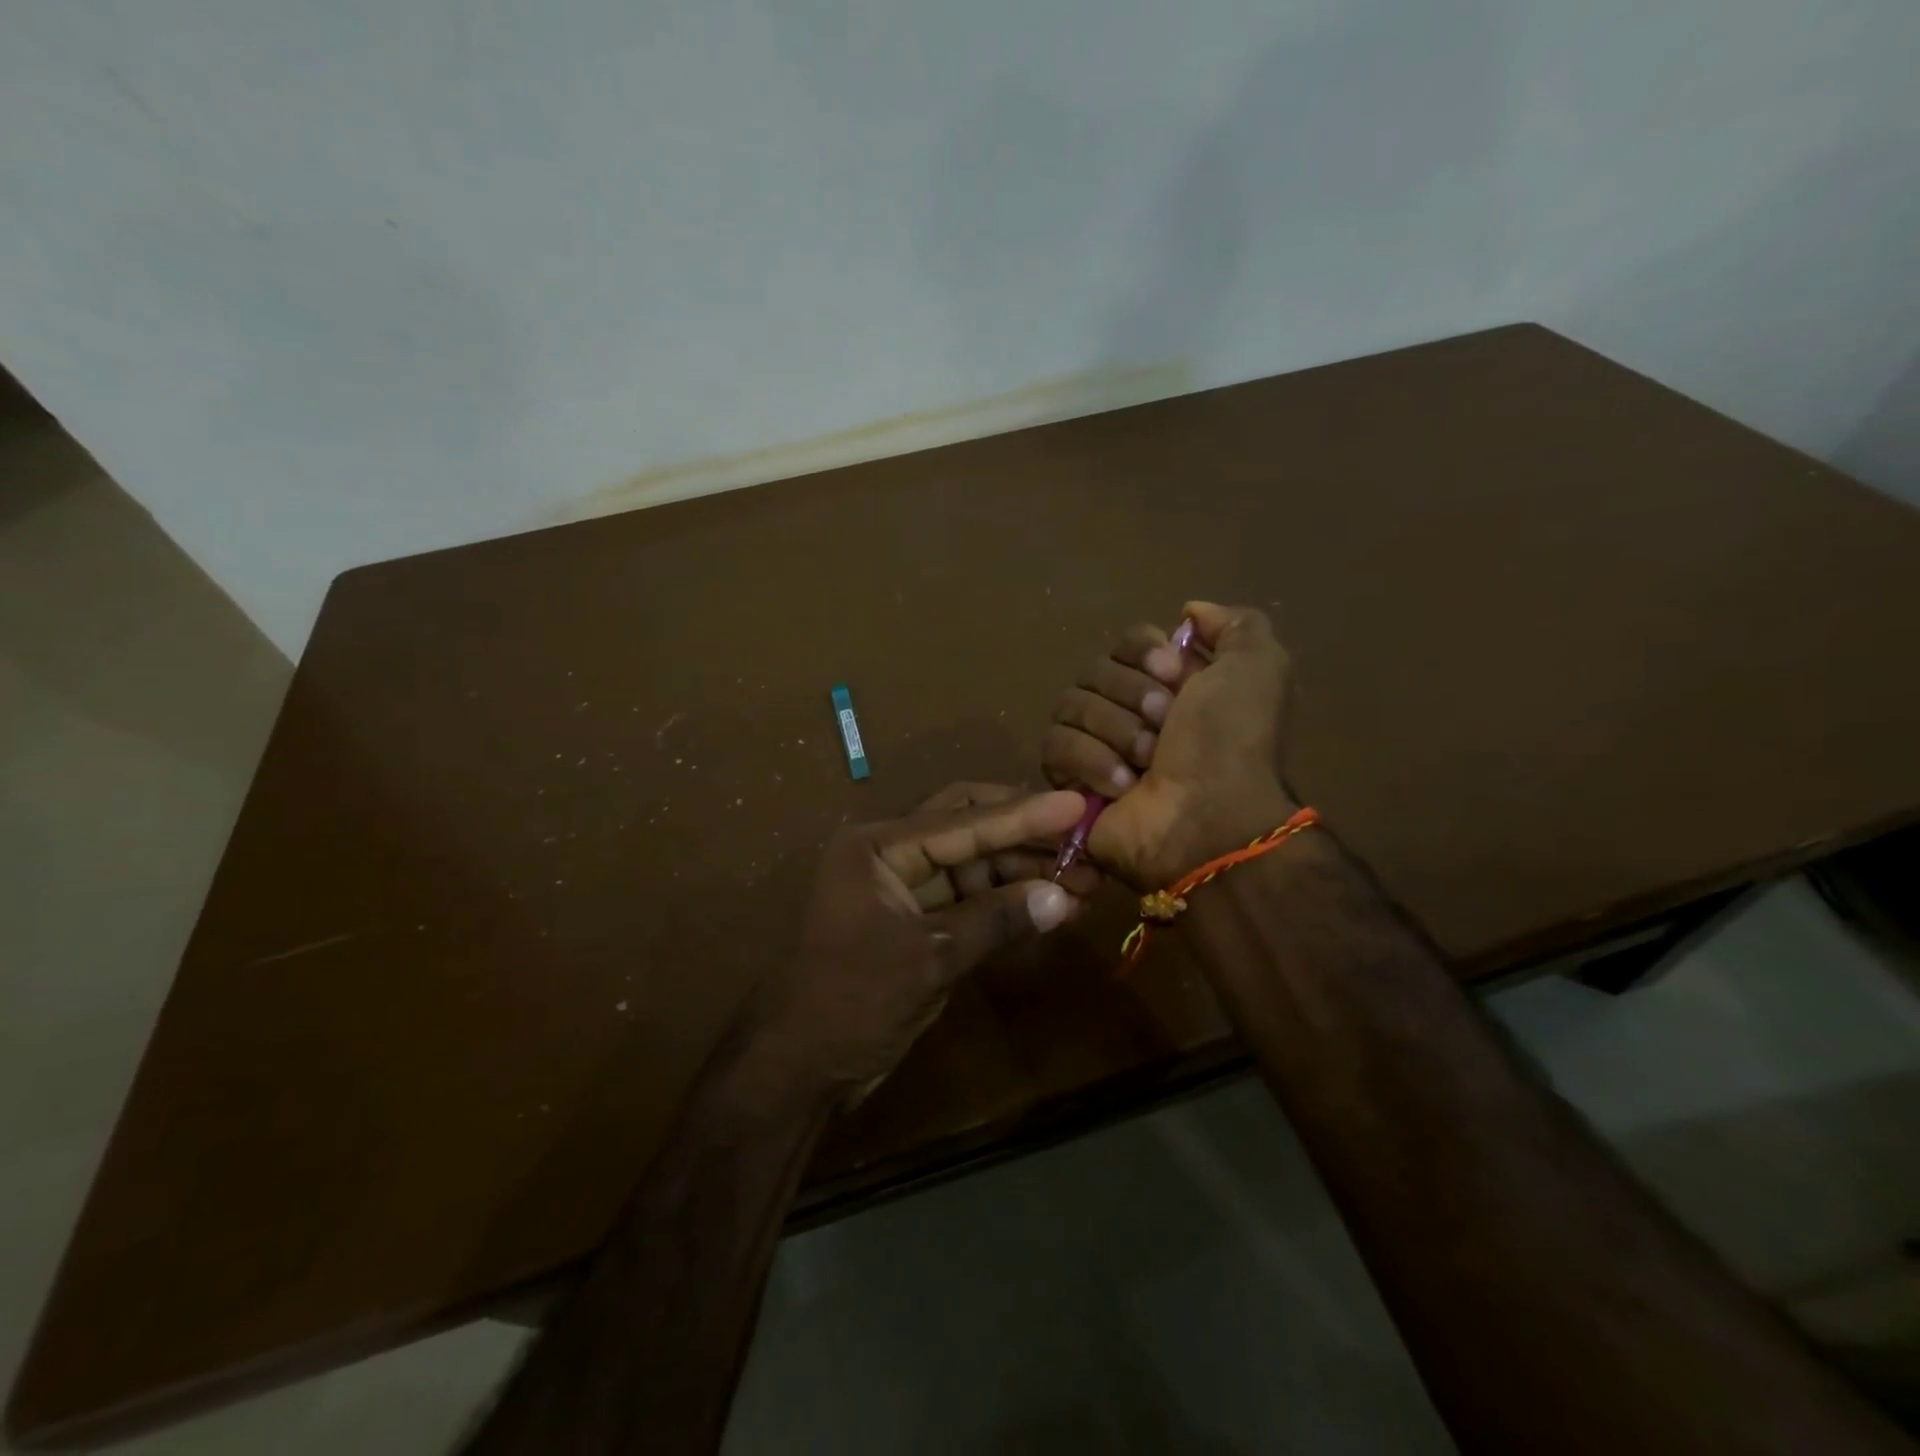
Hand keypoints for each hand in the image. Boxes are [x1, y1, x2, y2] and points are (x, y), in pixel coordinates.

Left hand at [741, 782, 1096, 1105]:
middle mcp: (890, 855)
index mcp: (878, 846)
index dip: (1024, 815)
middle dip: (1026, 837)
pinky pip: (969, 901)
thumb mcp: (928, 958)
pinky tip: (1051, 907)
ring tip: (1084, 880)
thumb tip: (1062, 897)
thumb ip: (995, 921)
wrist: (800, 1069)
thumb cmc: (852, 1002)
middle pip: (969, 829)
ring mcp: (904, 890)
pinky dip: (1007, 904)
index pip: (963, 821)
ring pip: (974, 867)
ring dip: (1024, 873)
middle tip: (1085, 841)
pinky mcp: (917, 923)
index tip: (1076, 805)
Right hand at [1043, 600, 1296, 888]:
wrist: (1207, 819)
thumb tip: (1189, 612)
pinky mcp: (1068, 780)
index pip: (1126, 640)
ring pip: (1070, 704)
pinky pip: (1054, 745)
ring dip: (1114, 730)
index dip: (1144, 652)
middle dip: (1130, 695)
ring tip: (1145, 763)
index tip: (1173, 674)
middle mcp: (1129, 709)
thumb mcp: (1259, 668)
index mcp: (1169, 684)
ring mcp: (1095, 745)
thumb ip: (1235, 625)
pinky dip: (1090, 761)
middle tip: (1164, 726)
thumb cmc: (1232, 743)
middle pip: (1094, 669)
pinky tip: (1121, 786)